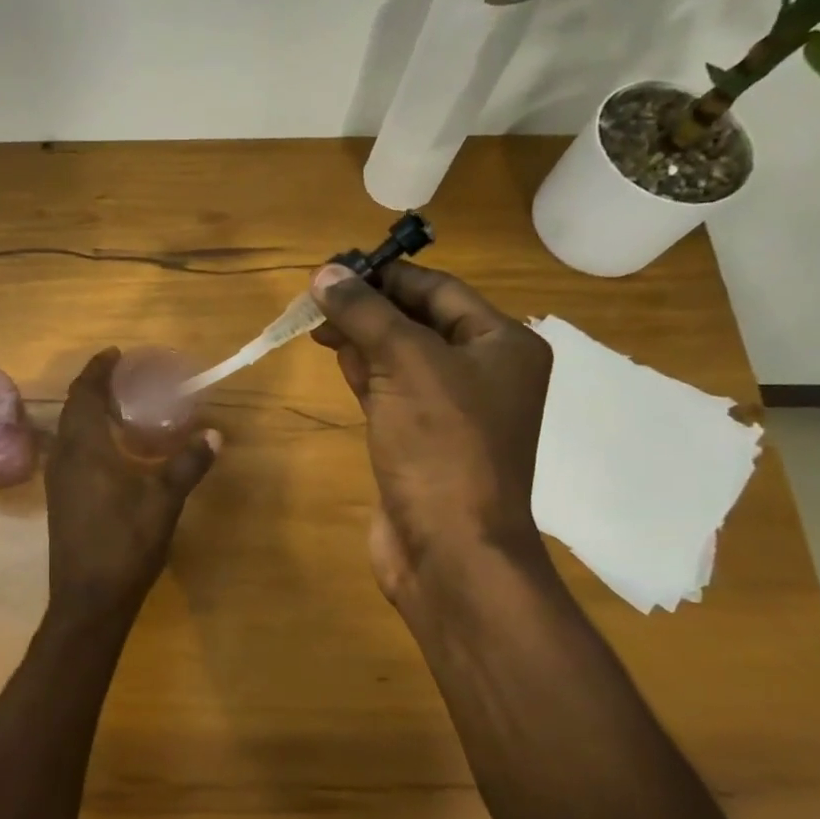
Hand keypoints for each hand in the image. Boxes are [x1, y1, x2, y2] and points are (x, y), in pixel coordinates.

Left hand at [45, 349, 219, 625]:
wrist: (89, 599)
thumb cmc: (125, 544)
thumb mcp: (163, 502)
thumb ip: (187, 464)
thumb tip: (214, 433)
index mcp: (85, 449)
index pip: (85, 395)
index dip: (98, 371)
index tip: (115, 354)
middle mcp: (65, 457)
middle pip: (72, 408)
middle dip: (93, 386)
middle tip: (121, 374)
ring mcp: (58, 479)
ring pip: (68, 430)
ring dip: (86, 410)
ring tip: (116, 404)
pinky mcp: (61, 498)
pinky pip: (69, 449)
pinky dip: (85, 433)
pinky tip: (109, 447)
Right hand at [310, 261, 552, 620]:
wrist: (450, 549)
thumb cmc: (441, 445)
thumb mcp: (405, 363)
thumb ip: (366, 312)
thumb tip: (325, 273)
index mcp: (502, 344)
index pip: (438, 289)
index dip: (385, 275)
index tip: (333, 269)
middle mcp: (484, 371)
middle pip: (418, 319)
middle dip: (368, 306)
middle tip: (317, 297)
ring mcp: (453, 409)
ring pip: (401, 354)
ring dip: (362, 336)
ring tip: (317, 323)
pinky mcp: (422, 438)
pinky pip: (391, 389)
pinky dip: (364, 370)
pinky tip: (337, 357)